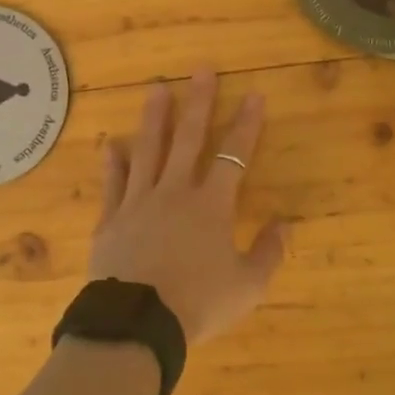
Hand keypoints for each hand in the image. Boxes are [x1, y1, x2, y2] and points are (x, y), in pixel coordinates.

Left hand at [90, 69, 287, 344]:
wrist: (137, 324)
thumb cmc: (198, 303)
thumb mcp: (248, 287)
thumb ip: (268, 253)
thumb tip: (284, 223)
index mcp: (211, 206)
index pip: (234, 155)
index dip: (246, 124)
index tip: (254, 94)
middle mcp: (175, 193)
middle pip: (188, 139)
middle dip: (198, 103)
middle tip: (201, 69)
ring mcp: (138, 203)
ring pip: (148, 151)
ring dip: (154, 119)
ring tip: (157, 89)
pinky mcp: (110, 220)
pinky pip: (113, 185)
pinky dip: (113, 164)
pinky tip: (111, 144)